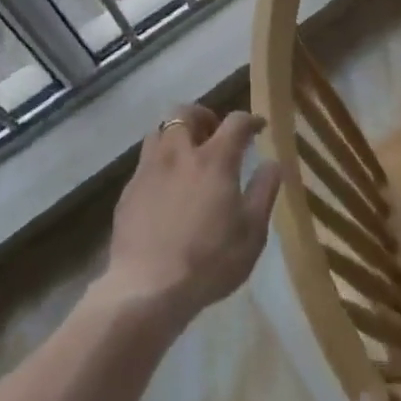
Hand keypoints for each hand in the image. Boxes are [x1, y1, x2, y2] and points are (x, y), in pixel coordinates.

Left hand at [99, 106, 280, 329]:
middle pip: (185, 112)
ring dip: (176, 134)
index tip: (258, 126)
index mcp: (213, 159)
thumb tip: (272, 162)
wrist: (148, 287)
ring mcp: (148, 169)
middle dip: (202, 115)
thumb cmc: (210, 260)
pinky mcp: (128, 190)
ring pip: (159, 131)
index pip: (235, 122)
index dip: (249, 120)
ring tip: (186, 155)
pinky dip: (159, 163)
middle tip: (213, 132)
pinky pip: (145, 162)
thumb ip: (263, 191)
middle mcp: (178, 153)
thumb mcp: (252, 231)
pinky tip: (165, 188)